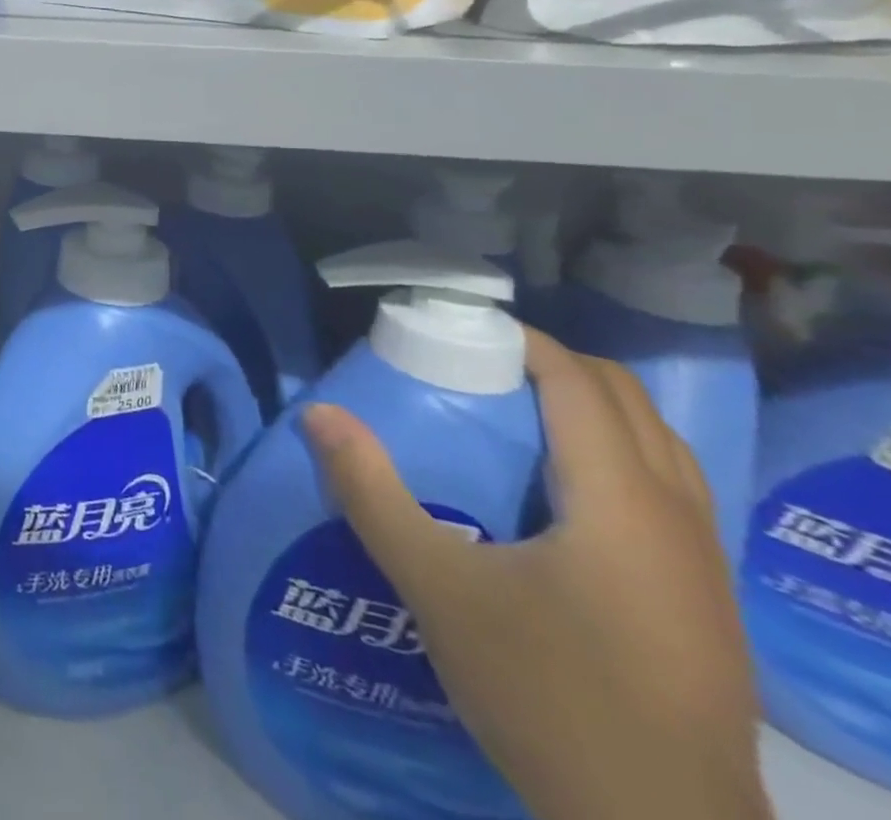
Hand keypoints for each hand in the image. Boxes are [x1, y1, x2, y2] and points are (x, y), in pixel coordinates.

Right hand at [301, 329, 770, 819]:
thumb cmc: (548, 696)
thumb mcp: (439, 589)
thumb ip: (372, 493)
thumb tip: (318, 413)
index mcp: (620, 501)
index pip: (579, 381)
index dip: (521, 339)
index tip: (457, 326)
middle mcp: (677, 517)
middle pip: (627, 401)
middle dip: (554, 366)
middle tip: (477, 367)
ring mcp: (703, 564)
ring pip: (658, 446)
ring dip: (590, 410)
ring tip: (515, 416)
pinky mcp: (705, 602)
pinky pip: (667, 490)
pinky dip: (614, 456)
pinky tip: (559, 494)